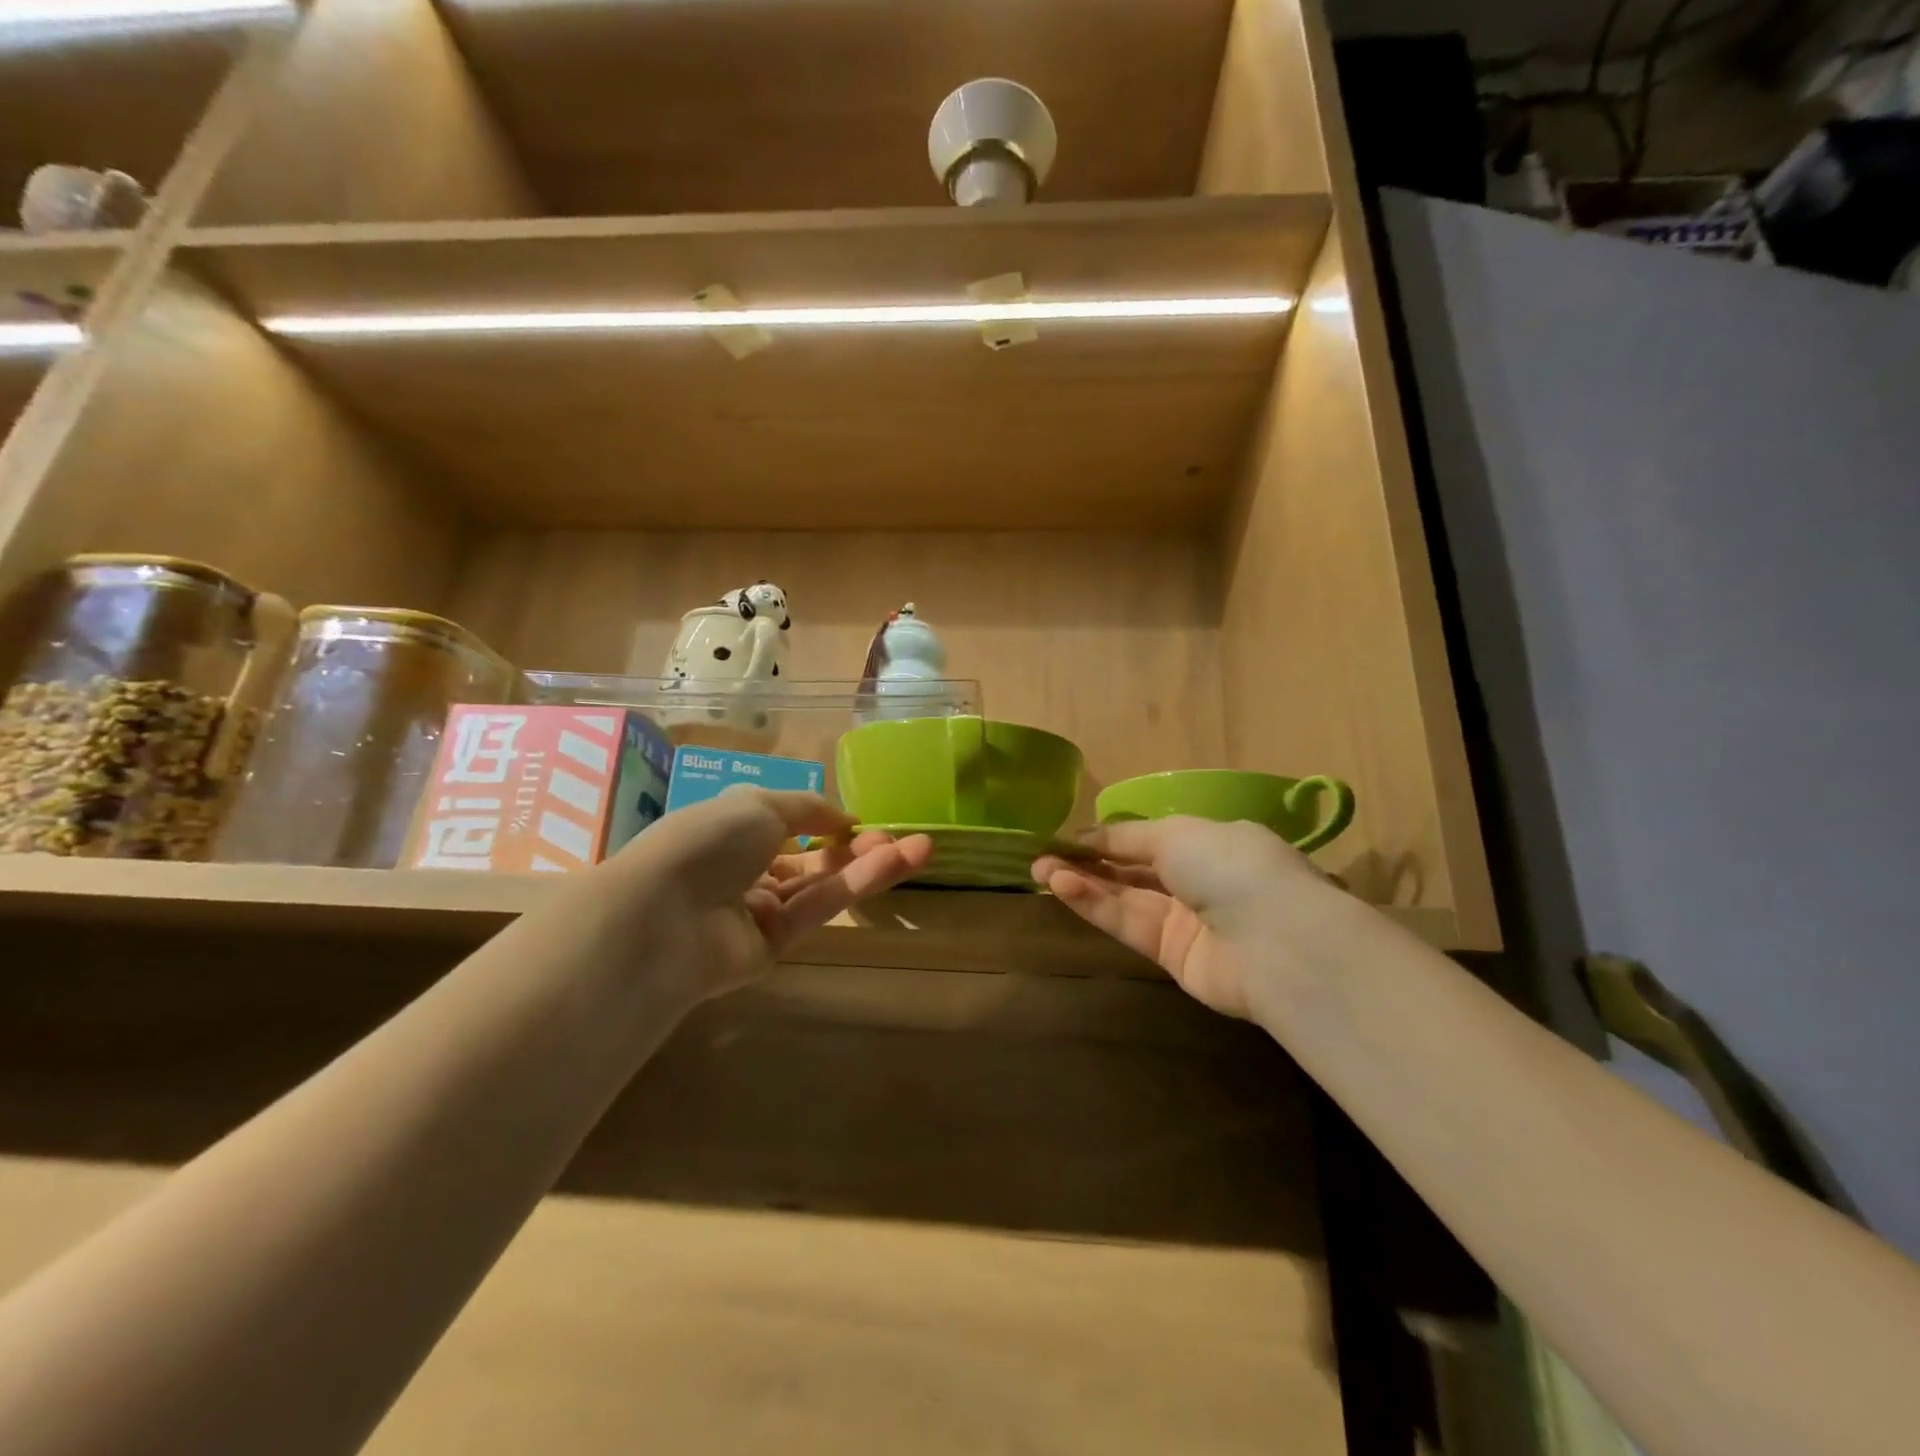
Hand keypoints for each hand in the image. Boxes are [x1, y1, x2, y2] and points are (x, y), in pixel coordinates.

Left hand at [609, 787, 932, 1002]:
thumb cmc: (708, 841)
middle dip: (856, 846)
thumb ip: (808, 808)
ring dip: (869, 865)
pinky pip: (819, 908)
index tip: (862, 821)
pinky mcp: (775, 945)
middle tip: (901, 836)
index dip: (825, 822)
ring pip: (822, 884)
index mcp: (732, 829)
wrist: (664, 916)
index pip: (786, 824)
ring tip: (921, 848)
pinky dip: (857, 885)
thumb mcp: (760, 803)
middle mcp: (745, 869)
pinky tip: (895, 863)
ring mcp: (760, 910)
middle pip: (811, 858)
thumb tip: (845, 817)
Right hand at [1032, 817, 1329, 1019]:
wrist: (1277, 943)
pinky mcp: (1172, 957)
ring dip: (1083, 882)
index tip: (1066, 838)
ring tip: (1041, 870)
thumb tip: (1088, 836)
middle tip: (1041, 856)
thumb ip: (1128, 837)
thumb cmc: (1231, 867)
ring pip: (1124, 898)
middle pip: (1132, 870)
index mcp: (1209, 843)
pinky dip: (1095, 905)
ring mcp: (1185, 921)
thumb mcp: (1177, 833)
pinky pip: (1128, 925)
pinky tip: (1062, 887)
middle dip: (1087, 861)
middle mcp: (1197, 881)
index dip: (1107, 838)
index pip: (1148, 839)